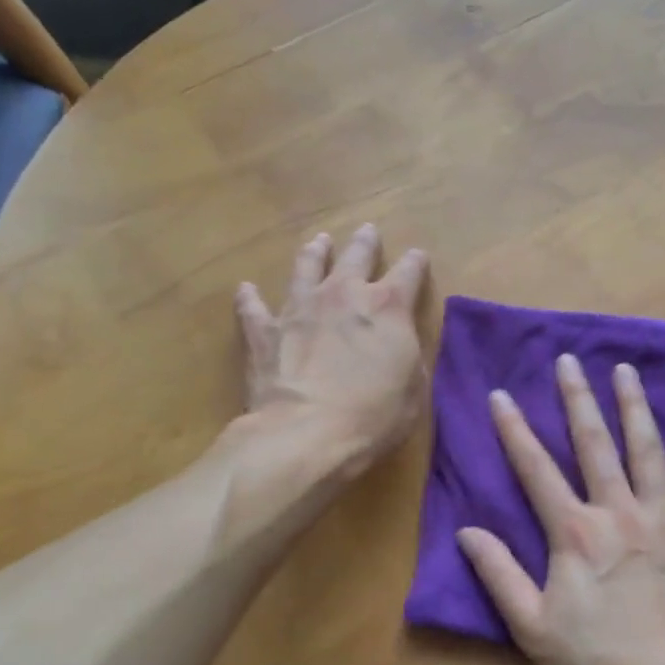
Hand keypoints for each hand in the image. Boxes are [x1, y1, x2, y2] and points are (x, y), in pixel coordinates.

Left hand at [235, 224, 428, 470]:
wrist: (307, 434)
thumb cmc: (374, 415)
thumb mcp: (414, 388)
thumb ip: (407, 355)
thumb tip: (399, 342)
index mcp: (388, 307)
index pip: (409, 272)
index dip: (416, 263)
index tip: (418, 257)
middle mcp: (343, 295)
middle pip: (356, 256)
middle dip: (365, 243)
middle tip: (367, 231)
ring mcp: (300, 309)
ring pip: (307, 267)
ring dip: (314, 253)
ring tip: (318, 242)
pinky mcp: (265, 332)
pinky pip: (253, 308)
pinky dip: (250, 298)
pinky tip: (246, 289)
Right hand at [456, 354, 664, 664]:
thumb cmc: (593, 663)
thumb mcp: (530, 626)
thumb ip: (498, 573)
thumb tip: (466, 531)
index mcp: (574, 533)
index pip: (535, 469)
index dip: (514, 430)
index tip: (501, 395)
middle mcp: (618, 512)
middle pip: (594, 444)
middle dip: (577, 399)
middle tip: (569, 361)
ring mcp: (664, 519)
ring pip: (648, 450)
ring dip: (634, 407)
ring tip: (626, 371)